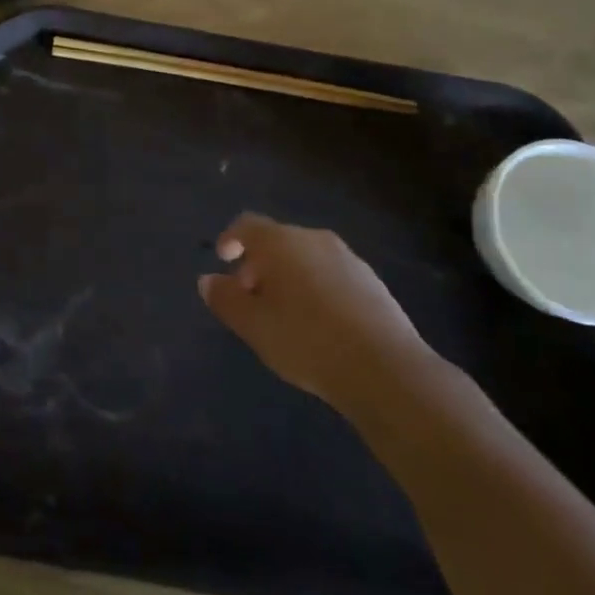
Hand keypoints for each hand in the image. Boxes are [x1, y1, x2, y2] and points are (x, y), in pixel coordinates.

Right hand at [199, 215, 435, 416]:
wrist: (385, 369)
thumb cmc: (305, 340)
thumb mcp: (252, 325)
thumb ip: (225, 299)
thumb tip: (208, 280)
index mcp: (281, 242)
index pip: (247, 225)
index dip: (230, 239)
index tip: (223, 260)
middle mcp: (315, 240)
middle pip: (277, 241)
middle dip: (258, 264)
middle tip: (249, 296)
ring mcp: (349, 259)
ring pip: (306, 258)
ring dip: (288, 277)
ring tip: (282, 314)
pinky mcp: (373, 283)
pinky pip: (331, 275)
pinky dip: (315, 288)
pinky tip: (317, 324)